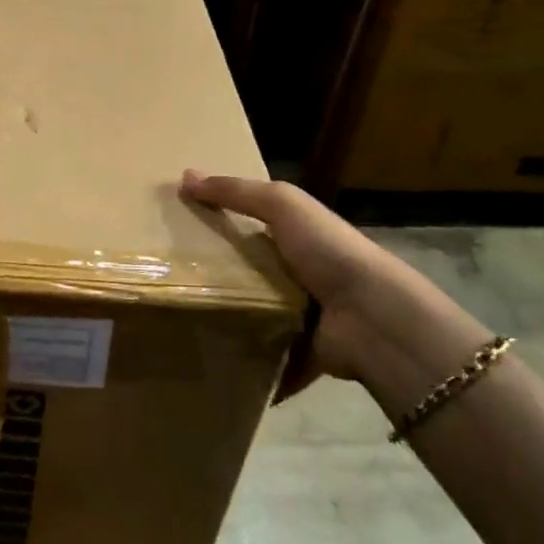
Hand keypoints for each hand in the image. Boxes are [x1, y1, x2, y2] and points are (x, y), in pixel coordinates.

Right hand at [181, 169, 489, 400]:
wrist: (372, 317)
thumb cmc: (327, 251)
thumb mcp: (282, 205)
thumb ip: (236, 191)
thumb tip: (185, 175)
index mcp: (299, 237)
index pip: (254, 227)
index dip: (221, 225)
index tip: (178, 231)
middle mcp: (303, 275)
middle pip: (250, 273)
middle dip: (217, 279)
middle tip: (171, 282)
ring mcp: (304, 317)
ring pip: (256, 318)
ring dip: (229, 323)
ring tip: (183, 324)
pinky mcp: (303, 354)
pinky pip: (269, 361)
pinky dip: (249, 368)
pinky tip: (213, 365)